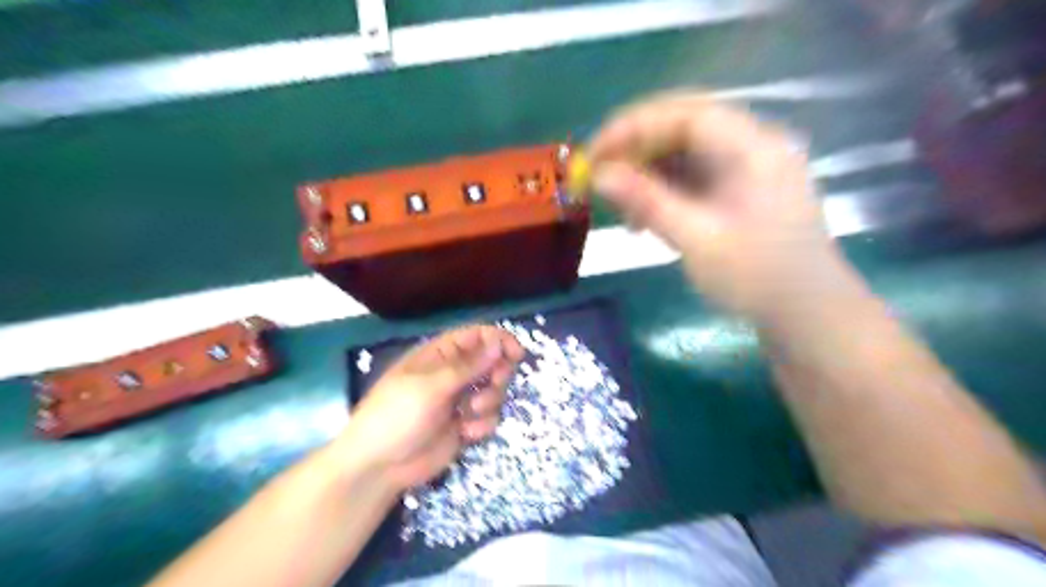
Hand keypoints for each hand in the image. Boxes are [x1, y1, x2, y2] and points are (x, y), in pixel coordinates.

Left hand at [338, 323, 523, 491]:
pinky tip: (465, 433)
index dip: (499, 341)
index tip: (517, 355)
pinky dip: (482, 424)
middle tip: (494, 384)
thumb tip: (498, 342)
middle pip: (492, 361)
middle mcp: (453, 373)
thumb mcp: (431, 386)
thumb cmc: (397, 416)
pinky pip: (488, 417)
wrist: (379, 467)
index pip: (477, 336)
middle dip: (497, 373)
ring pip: (494, 390)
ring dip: (489, 401)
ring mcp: (459, 400)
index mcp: (440, 355)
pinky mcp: (464, 424)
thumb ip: (468, 366)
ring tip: (469, 413)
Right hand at [587, 91, 848, 319]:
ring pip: (685, 153)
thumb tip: (599, 175)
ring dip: (646, 172)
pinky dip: (663, 191)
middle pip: (683, 127)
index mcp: (753, 147)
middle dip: (636, 148)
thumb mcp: (697, 240)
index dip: (633, 126)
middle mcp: (752, 146)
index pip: (685, 113)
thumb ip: (647, 201)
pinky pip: (693, 177)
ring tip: (618, 202)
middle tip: (598, 173)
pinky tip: (644, 218)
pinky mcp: (739, 192)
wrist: (809, 318)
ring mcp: (747, 170)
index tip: (594, 153)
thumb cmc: (757, 278)